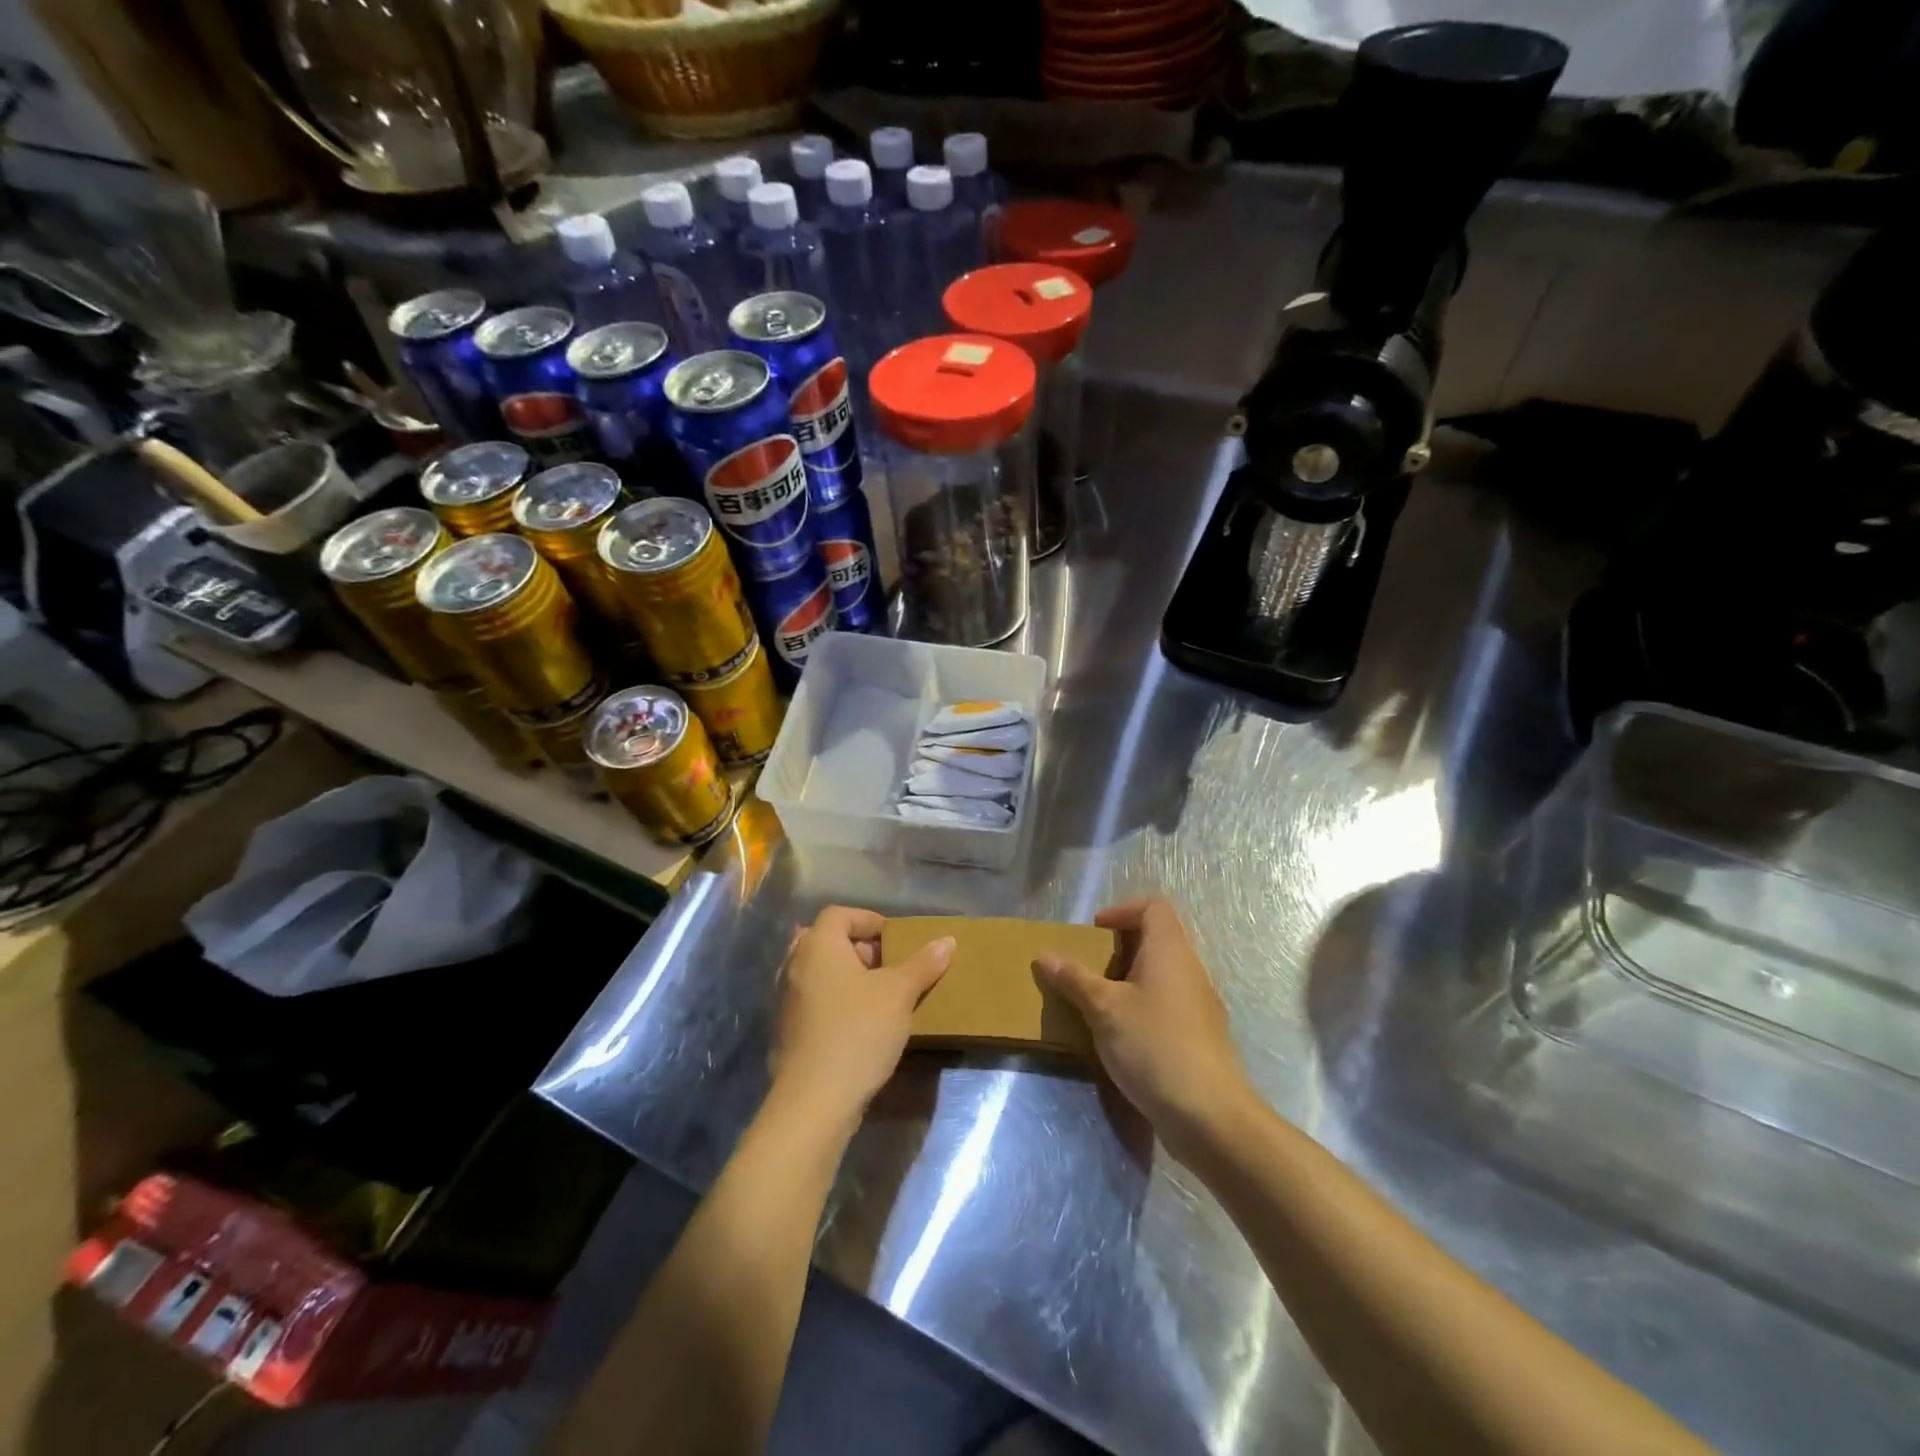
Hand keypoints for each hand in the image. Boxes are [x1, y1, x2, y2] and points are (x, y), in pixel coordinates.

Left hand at [771, 906, 953, 1130]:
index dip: (867, 919)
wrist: (814, 1100)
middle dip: (857, 948)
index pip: (839, 914)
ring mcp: (786, 999)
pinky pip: (812, 999)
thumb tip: (947, 940)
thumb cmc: (858, 1032)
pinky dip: (834, 1000)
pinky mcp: (787, 1030)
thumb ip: (922, 964)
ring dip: (846, 975)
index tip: (893, 938)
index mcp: (819, 946)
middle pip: (825, 940)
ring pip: (818, 972)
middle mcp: (795, 965)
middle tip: (887, 965)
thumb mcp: (899, 994)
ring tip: (878, 995)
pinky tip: (859, 1023)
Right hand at [1036, 896, 1253, 1157]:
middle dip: (1119, 949)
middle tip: (1090, 969)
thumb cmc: (1154, 1045)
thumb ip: (1074, 979)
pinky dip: (1143, 1007)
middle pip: (1157, 939)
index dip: (1123, 910)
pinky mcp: (1200, 1036)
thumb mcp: (1104, 1009)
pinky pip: (1168, 1004)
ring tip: (1099, 1003)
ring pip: (1161, 974)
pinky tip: (1121, 1036)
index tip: (1096, 933)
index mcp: (1170, 950)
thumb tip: (1044, 956)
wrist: (1209, 1115)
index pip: (1154, 906)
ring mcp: (1199, 1004)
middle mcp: (1189, 969)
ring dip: (1129, 981)